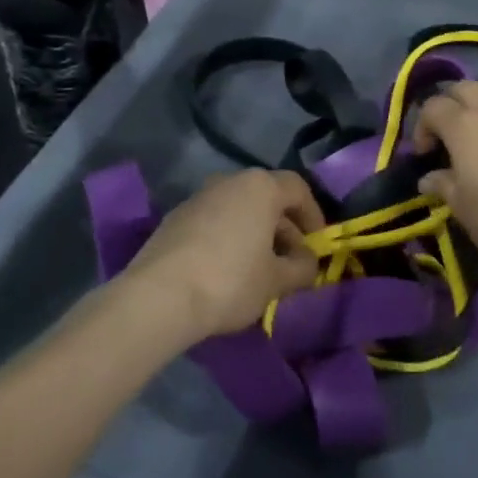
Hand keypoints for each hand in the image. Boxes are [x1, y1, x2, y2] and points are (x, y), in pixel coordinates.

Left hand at [125, 170, 324, 338]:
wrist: (160, 296)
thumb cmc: (231, 280)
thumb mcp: (277, 281)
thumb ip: (302, 268)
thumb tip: (309, 262)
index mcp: (260, 187)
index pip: (298, 189)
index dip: (314, 216)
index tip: (318, 245)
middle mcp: (229, 181)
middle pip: (267, 198)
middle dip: (285, 229)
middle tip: (292, 263)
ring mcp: (198, 197)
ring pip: (239, 210)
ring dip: (255, 234)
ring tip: (261, 270)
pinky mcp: (175, 218)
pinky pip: (214, 222)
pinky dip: (228, 238)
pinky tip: (227, 271)